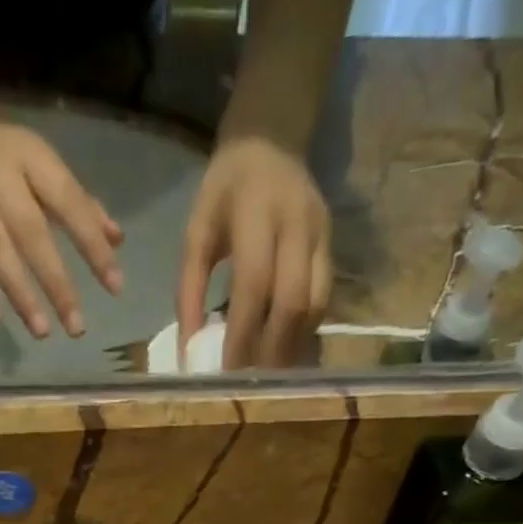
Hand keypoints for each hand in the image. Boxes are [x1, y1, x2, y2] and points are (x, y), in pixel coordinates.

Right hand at [0, 107, 124, 338]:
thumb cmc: (3, 151)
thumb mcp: (42, 163)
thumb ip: (79, 204)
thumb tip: (116, 241)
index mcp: (31, 158)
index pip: (69, 204)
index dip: (92, 246)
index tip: (115, 285)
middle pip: (32, 235)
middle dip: (57, 284)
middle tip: (77, 327)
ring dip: (20, 295)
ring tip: (42, 332)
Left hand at [178, 137, 331, 368]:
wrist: (274, 138)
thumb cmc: (226, 189)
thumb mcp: (197, 230)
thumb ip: (188, 289)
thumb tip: (188, 350)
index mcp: (258, 212)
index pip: (255, 285)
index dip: (243, 334)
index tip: (227, 373)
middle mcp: (298, 224)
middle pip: (294, 303)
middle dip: (272, 350)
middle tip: (251, 385)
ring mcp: (322, 236)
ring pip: (315, 307)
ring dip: (291, 348)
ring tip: (268, 376)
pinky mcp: (334, 246)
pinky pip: (323, 302)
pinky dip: (302, 334)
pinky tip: (283, 352)